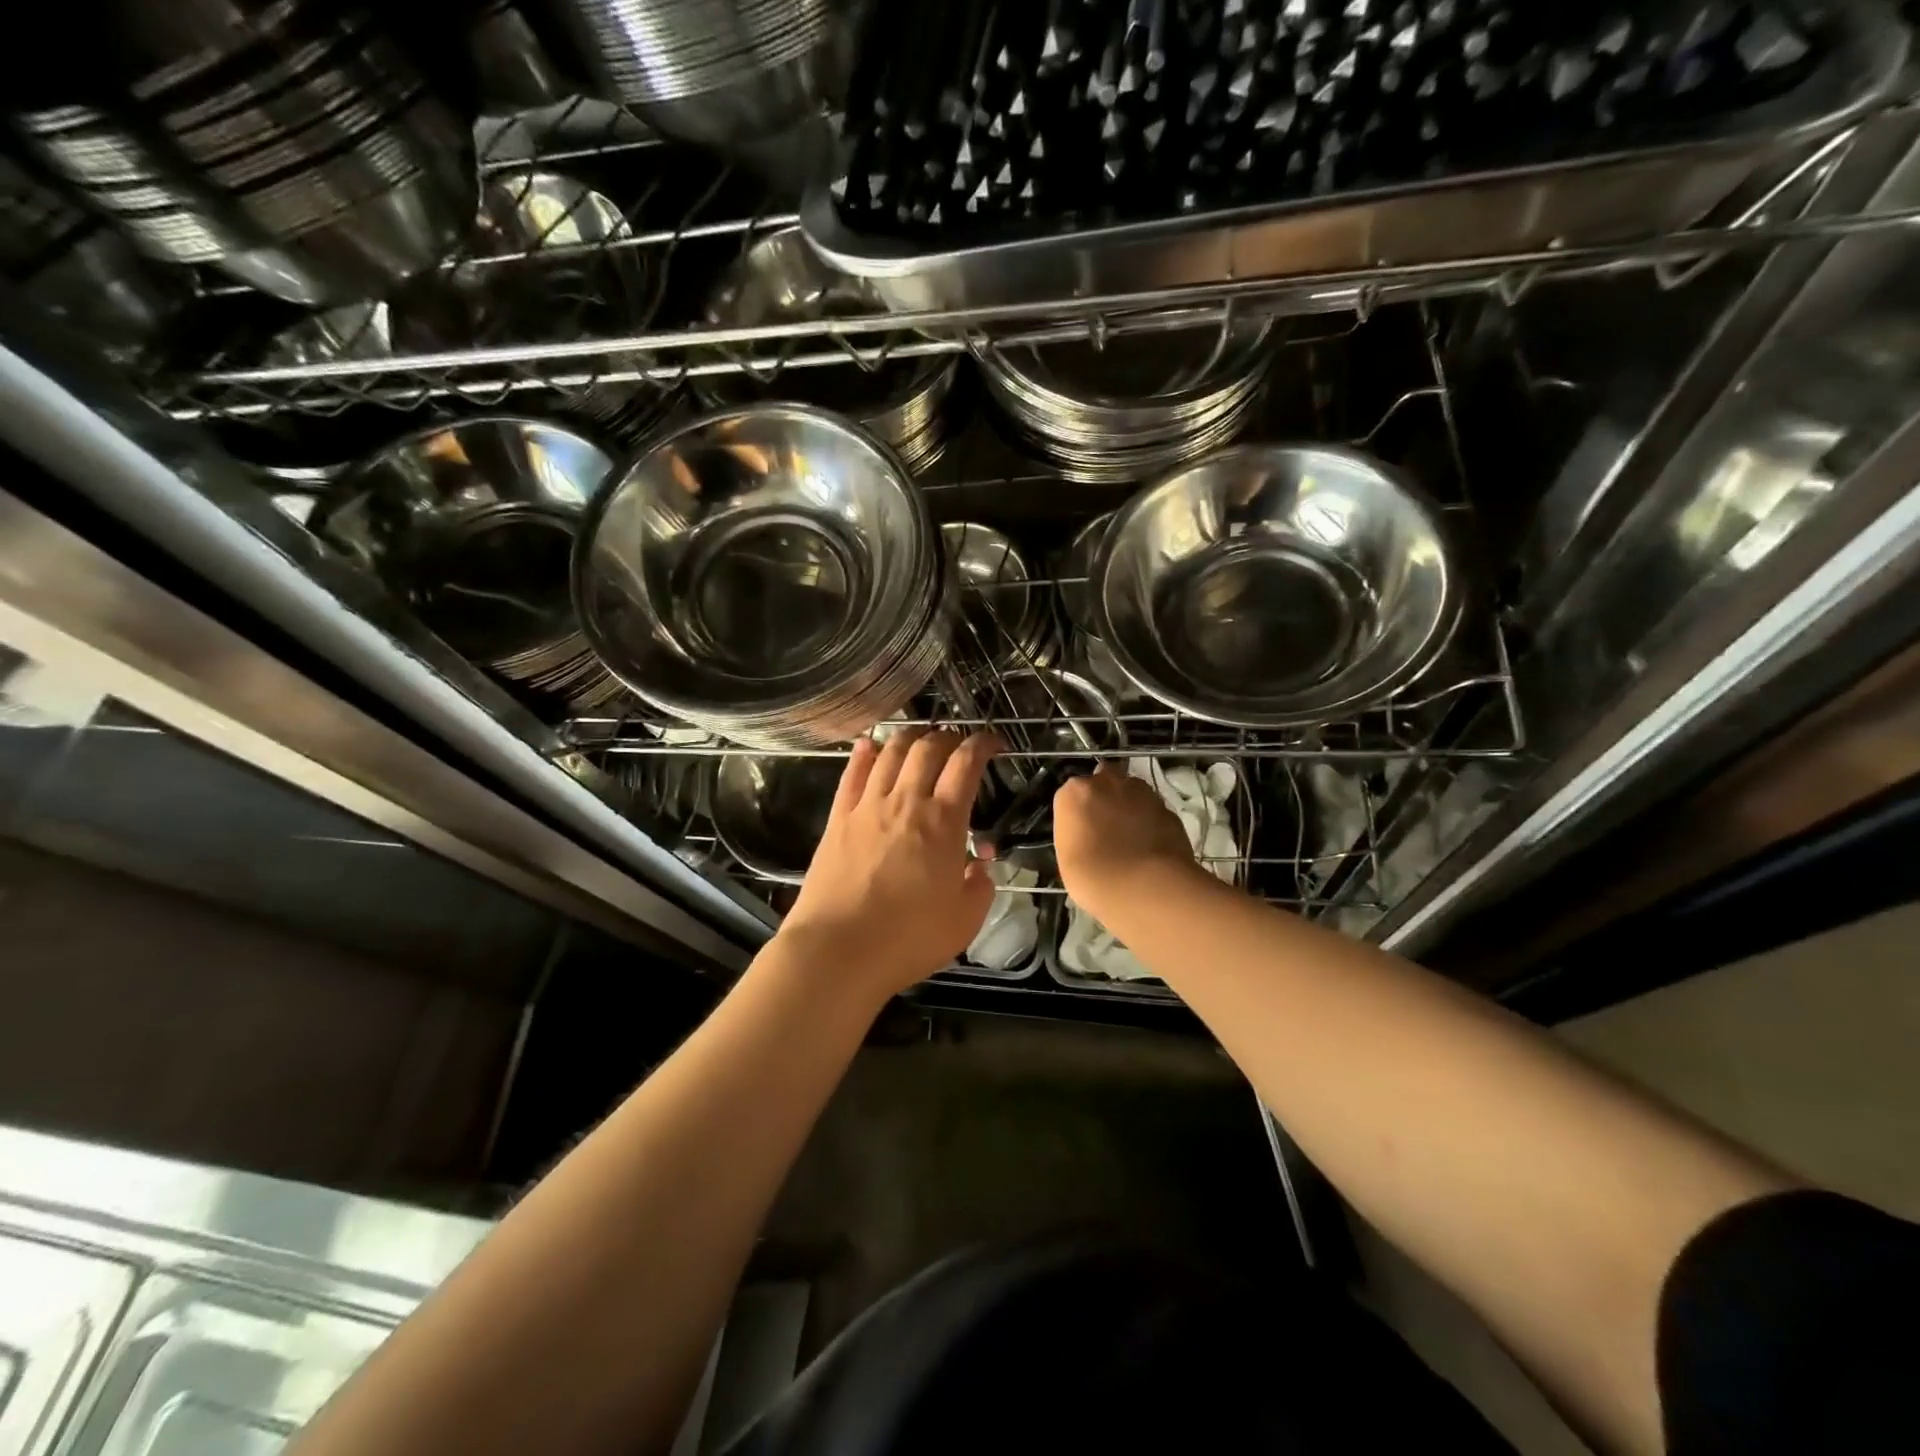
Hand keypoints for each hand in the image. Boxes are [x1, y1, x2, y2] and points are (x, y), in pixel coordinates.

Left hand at [777, 728, 999, 999]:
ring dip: (909, 737)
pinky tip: (869, 745)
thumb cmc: (908, 939)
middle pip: (927, 749)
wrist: (838, 950)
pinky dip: (864, 754)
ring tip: (920, 737)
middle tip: (958, 743)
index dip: (982, 745)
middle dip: (948, 737)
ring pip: (890, 753)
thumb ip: (980, 886)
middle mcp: (905, 802)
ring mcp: (868, 807)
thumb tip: (979, 864)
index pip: (966, 764)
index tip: (993, 743)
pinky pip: (852, 774)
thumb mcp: (964, 920)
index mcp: (943, 822)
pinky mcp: (838, 819)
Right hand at [1053, 762, 1198, 915]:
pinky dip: (1151, 823)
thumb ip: (1075, 833)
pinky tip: (1150, 847)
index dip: (1078, 812)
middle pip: (1104, 780)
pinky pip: (1153, 812)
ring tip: (1131, 839)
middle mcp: (1108, 782)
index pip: (1072, 794)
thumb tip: (1086, 833)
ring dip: (1130, 806)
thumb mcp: (1067, 857)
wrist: (1146, 888)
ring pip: (1132, 792)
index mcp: (1076, 792)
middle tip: (1105, 827)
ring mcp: (1143, 793)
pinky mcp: (1168, 809)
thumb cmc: (1093, 876)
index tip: (1080, 831)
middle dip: (1105, 797)